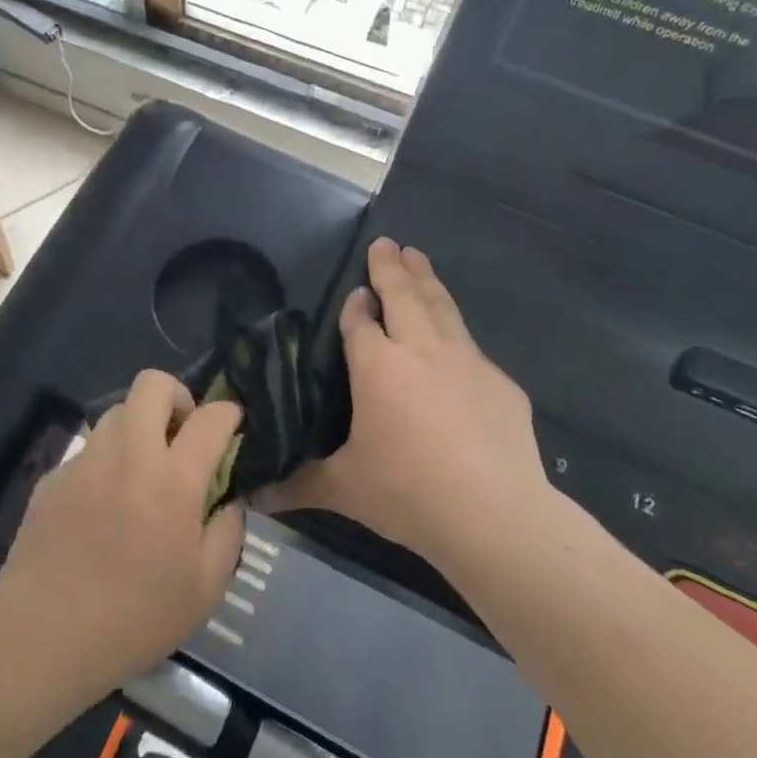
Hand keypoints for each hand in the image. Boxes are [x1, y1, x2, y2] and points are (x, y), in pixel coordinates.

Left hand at [0, 371, 246, 693]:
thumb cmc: (134, 619)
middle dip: (177, 396)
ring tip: (142, 469)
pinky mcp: (54, 475)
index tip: (232, 426)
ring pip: (117, 410)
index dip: (229, 413)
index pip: (210, 417)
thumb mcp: (205, 589)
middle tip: (182, 436)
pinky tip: (104, 505)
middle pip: (153, 384)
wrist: (42, 636)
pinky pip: (89, 448)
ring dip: (139, 426)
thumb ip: (227, 532)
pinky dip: (107, 460)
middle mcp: (129, 454)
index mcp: (173, 480)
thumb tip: (229, 498)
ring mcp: (86, 460)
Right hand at [261, 237, 555, 571]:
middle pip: (403, 295)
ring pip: (441, 306)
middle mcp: (421, 351)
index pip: (360, 322)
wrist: (495, 516)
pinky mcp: (500, 382)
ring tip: (417, 256)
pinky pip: (472, 347)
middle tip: (386, 242)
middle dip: (390, 266)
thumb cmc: (408, 494)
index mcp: (378, 368)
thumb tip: (256, 499)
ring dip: (426, 279)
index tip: (354, 293)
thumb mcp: (345, 489)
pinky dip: (456, 331)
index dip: (354, 306)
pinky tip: (456, 338)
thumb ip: (299, 484)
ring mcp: (466, 361)